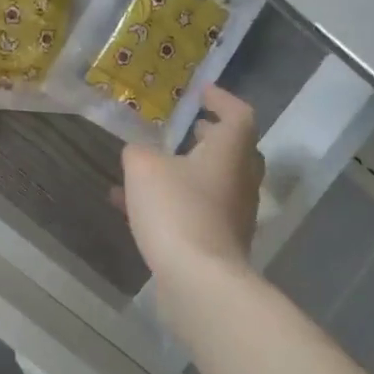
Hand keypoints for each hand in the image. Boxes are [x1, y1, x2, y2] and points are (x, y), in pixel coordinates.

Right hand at [114, 88, 264, 287]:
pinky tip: (133, 207)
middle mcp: (240, 179)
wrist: (199, 280)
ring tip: (153, 164)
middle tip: (189, 128)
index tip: (202, 93)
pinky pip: (197, 211)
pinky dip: (173, 202)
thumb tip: (139, 152)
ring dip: (187, 170)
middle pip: (234, 150)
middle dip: (210, 137)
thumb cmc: (177, 209)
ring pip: (213, 182)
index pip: (238, 114)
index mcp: (231, 151)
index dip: (221, 99)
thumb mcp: (144, 168)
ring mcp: (234, 214)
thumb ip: (139, 152)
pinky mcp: (220, 242)